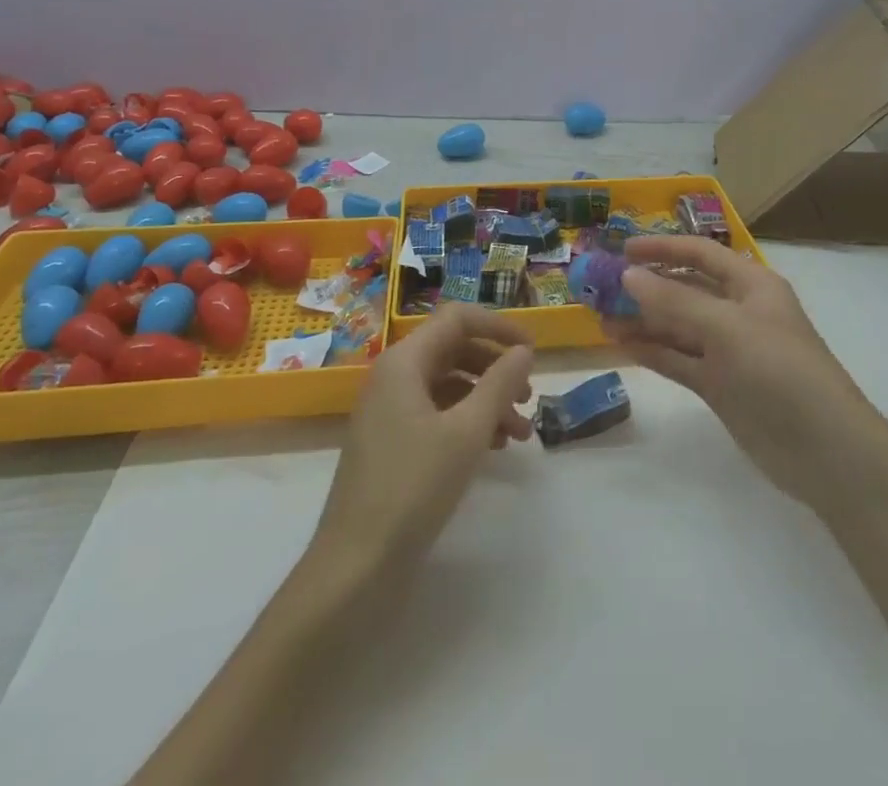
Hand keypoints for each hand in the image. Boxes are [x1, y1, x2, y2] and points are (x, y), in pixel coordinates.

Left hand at [313, 304, 535, 569]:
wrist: (355, 568)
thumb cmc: (412, 488)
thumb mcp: (467, 431)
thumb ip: (500, 383)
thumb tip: (524, 351)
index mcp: (404, 362)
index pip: (457, 319)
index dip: (498, 327)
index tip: (532, 350)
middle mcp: (393, 377)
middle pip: (454, 350)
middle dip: (496, 368)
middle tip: (529, 396)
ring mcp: (389, 412)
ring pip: (449, 385)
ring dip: (487, 400)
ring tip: (520, 432)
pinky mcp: (391, 444)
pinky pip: (437, 414)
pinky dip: (468, 422)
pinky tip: (494, 447)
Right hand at [606, 236, 884, 516]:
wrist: (824, 450)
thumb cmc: (779, 370)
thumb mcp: (727, 328)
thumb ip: (675, 302)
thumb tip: (629, 275)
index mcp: (751, 284)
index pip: (700, 254)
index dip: (662, 248)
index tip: (622, 249)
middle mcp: (738, 311)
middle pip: (685, 289)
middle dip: (646, 286)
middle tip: (601, 287)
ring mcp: (728, 350)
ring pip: (678, 326)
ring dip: (643, 320)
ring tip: (600, 317)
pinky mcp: (720, 385)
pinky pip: (679, 359)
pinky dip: (653, 351)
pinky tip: (622, 345)